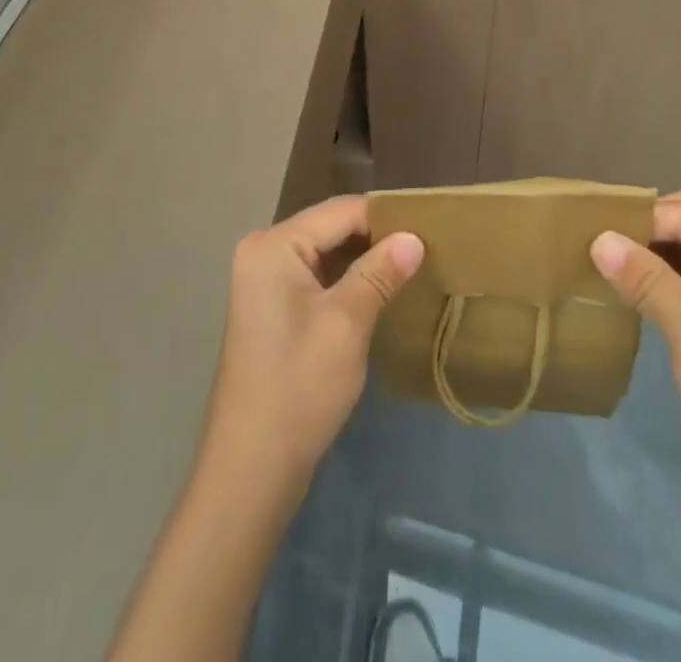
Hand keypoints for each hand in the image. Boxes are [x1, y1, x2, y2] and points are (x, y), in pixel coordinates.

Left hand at [202, 195, 423, 481]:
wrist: (250, 469)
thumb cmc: (299, 387)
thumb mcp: (347, 323)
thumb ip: (380, 272)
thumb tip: (414, 237)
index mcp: (274, 244)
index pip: (341, 211)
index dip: (386, 218)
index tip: (430, 230)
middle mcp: (264, 251)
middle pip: (332, 228)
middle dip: (376, 239)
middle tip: (424, 251)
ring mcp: (263, 281)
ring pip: (326, 253)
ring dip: (364, 261)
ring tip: (409, 269)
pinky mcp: (271, 308)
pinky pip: (316, 277)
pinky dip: (346, 282)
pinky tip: (378, 294)